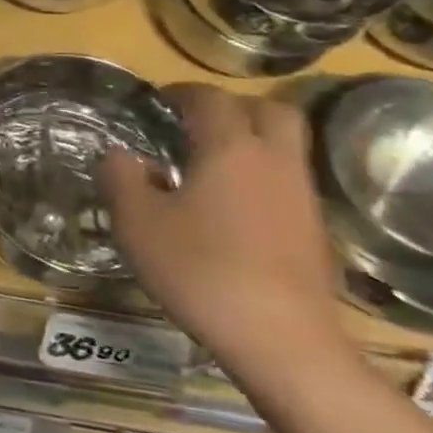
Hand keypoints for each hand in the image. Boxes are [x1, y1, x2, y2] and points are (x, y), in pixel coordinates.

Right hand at [100, 84, 350, 384]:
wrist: (281, 340)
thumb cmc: (199, 269)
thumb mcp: (136, 222)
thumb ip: (121, 178)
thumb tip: (119, 154)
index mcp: (230, 148)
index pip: (210, 99)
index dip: (181, 93)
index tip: (157, 101)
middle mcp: (274, 161)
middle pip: (268, 111)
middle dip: (232, 108)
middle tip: (195, 124)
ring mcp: (302, 196)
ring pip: (284, 147)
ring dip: (251, 143)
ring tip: (208, 166)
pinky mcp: (314, 230)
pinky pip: (287, 183)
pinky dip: (261, 178)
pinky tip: (230, 209)